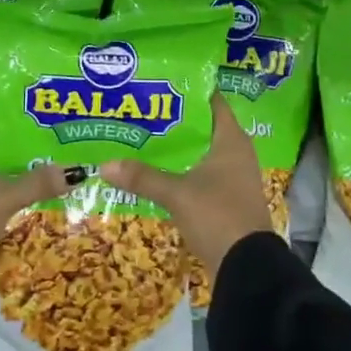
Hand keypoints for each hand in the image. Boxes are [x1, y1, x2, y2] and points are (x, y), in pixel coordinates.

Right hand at [101, 94, 268, 281]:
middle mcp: (236, 153)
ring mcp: (233, 177)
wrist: (247, 267)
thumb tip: (104, 164)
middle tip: (143, 109)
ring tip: (144, 137)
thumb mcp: (177, 194)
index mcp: (231, 140)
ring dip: (178, 147)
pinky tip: (157, 171)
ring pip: (201, 152)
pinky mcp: (226, 198)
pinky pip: (201, 174)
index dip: (189, 91)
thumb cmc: (218, 216)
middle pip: (203, 127)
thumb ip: (143, 177)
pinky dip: (182, 169)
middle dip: (175, 120)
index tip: (161, 83)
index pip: (213, 102)